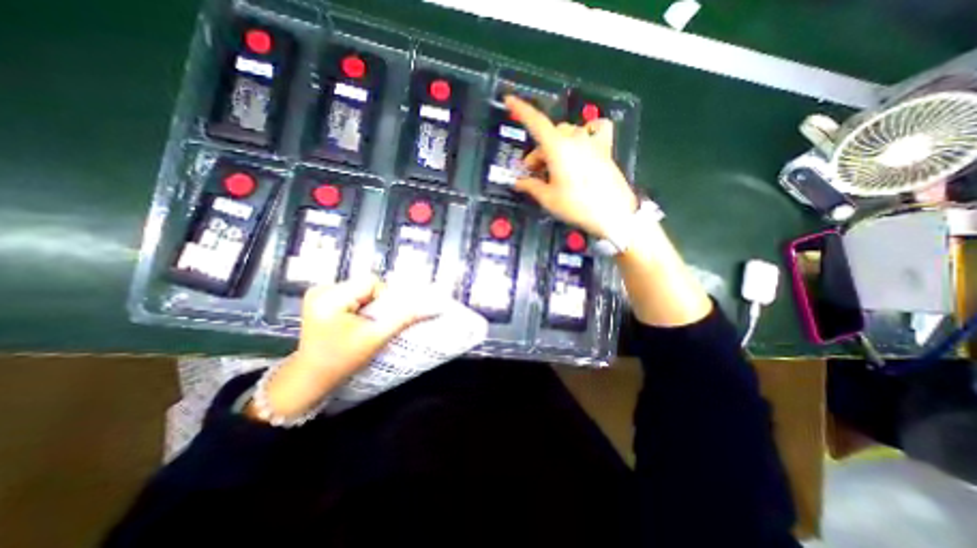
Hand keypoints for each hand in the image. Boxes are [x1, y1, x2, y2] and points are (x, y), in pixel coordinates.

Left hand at [244, 276, 429, 421]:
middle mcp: (321, 288)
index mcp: (329, 297)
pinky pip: (351, 292)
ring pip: (359, 287)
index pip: (371, 282)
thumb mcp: (376, 338)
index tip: (379, 318)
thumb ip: (404, 319)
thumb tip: (431, 308)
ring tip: (361, 323)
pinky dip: (358, 304)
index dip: (383, 297)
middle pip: (364, 283)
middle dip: (375, 302)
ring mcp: (317, 292)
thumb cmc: (342, 359)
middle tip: (371, 323)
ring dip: (367, 303)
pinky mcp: (319, 297)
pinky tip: (352, 320)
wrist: (312, 376)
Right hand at [503, 93, 642, 240]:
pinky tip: (584, 142)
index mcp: (557, 148)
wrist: (612, 214)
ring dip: (557, 146)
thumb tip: (518, 183)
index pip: (535, 122)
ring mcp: (592, 142)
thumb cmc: (576, 206)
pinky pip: (597, 129)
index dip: (521, 109)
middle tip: (534, 172)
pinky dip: (588, 131)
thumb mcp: (548, 199)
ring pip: (569, 133)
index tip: (509, 99)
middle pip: (550, 135)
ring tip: (555, 166)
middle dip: (538, 152)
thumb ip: (531, 186)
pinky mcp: (605, 149)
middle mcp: (575, 139)